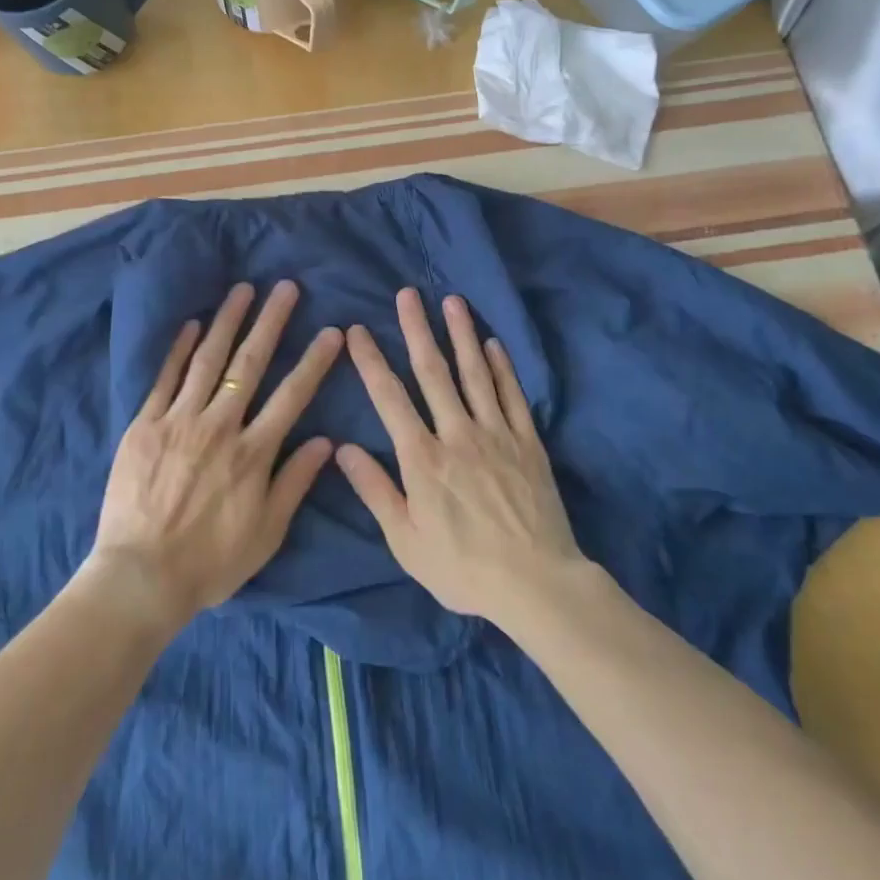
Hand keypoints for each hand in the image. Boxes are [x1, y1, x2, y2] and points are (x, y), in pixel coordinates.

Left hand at [88, 281, 342, 631]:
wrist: (140, 576)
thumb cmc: (210, 562)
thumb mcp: (266, 532)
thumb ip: (295, 482)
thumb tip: (326, 441)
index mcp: (253, 452)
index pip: (292, 396)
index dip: (314, 361)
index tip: (331, 331)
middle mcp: (219, 426)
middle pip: (249, 365)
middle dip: (271, 323)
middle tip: (286, 288)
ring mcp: (178, 421)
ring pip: (208, 361)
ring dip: (228, 322)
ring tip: (242, 290)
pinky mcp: (144, 425)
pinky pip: (165, 379)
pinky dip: (179, 349)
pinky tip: (193, 324)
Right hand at [337, 288, 590, 631]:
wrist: (536, 584)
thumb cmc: (463, 567)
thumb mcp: (406, 541)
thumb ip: (375, 490)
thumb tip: (343, 447)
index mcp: (422, 458)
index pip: (389, 398)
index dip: (371, 361)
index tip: (357, 331)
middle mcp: (457, 434)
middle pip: (433, 372)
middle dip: (417, 330)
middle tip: (407, 295)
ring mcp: (496, 434)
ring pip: (475, 374)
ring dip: (462, 335)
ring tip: (452, 302)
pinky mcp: (527, 443)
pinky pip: (512, 396)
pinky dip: (503, 367)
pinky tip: (494, 344)